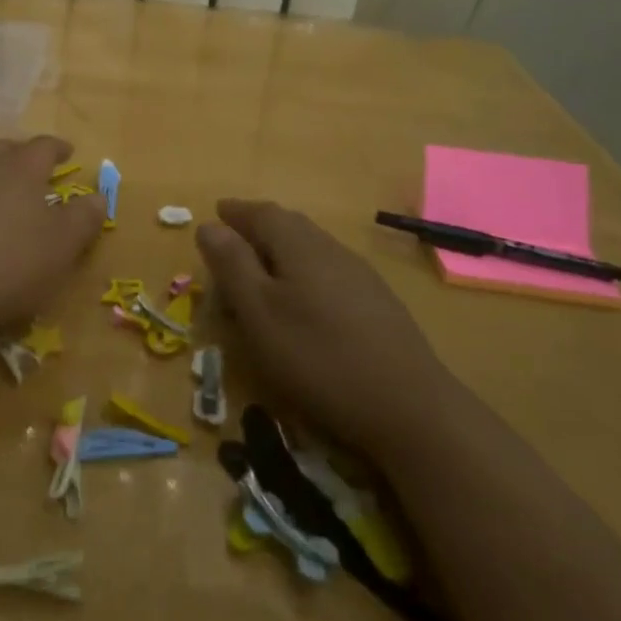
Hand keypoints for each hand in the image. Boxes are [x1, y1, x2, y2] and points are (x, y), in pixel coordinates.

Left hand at [0, 136, 103, 329]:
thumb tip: (99, 196)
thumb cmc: (6, 262)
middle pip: (4, 151)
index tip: (67, 151)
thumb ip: (82, 220)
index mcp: (21, 170)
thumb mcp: (60, 248)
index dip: (57, 148)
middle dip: (20, 156)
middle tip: (31, 169)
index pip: (43, 147)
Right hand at [196, 199, 449, 457]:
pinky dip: (305, 274)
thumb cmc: (318, 357)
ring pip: (311, 249)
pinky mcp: (378, 304)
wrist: (410, 407)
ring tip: (263, 272)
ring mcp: (360, 275)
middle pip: (289, 225)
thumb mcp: (259, 313)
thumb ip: (232, 265)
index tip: (217, 212)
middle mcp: (331, 248)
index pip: (261, 213)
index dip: (236, 212)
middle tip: (234, 240)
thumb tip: (210, 225)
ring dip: (282, 251)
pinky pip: (329, 272)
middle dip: (258, 227)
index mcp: (299, 244)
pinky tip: (305, 301)